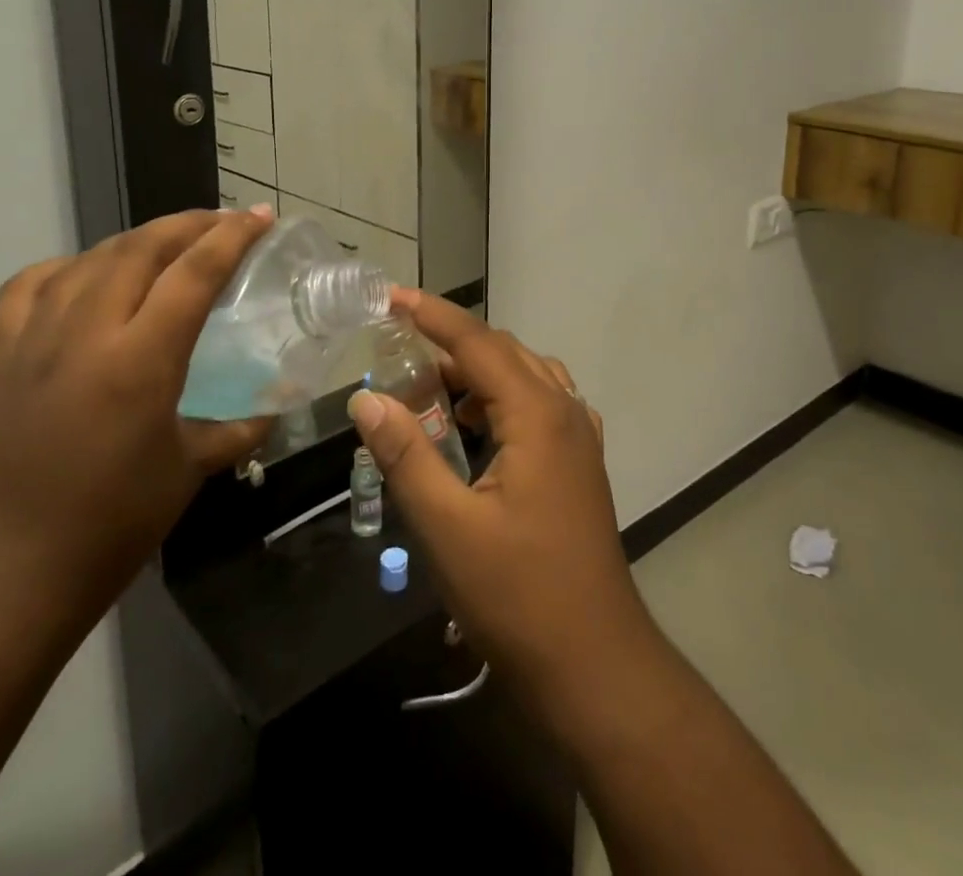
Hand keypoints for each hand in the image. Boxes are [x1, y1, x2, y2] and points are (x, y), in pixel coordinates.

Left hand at [0, 208, 274, 626]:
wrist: (0, 582)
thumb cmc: (109, 530)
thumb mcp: (189, 472)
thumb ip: (238, 429)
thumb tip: (273, 409)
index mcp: (139, 361)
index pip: (194, 273)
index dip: (233, 236)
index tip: (261, 216)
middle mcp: (84, 335)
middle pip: (141, 248)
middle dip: (190, 224)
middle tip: (225, 223)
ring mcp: (32, 341)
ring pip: (90, 258)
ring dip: (138, 239)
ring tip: (169, 243)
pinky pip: (30, 286)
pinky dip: (69, 267)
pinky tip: (87, 277)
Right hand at [347, 290, 654, 710]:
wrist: (596, 665)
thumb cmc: (519, 595)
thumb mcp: (448, 527)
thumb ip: (406, 455)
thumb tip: (366, 398)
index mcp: (538, 414)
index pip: (478, 342)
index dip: (432, 315)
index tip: (390, 296)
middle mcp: (565, 411)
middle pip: (503, 353)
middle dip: (451, 343)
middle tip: (398, 347)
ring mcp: (579, 438)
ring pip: (524, 377)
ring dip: (478, 372)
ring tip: (429, 388)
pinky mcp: (579, 465)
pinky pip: (539, 405)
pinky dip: (501, 399)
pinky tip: (475, 428)